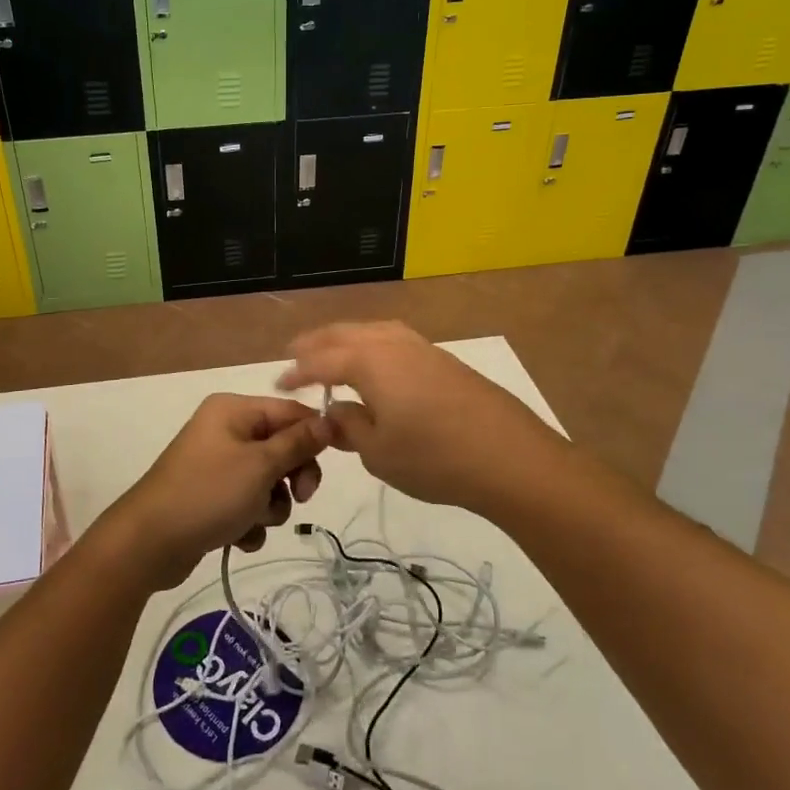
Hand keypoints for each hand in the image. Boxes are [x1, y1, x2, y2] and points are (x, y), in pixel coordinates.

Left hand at [98, 393, 331, 590]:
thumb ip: (298, 443)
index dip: (314, 435)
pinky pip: (248, 504)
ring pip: (268, 481)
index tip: (332, 462)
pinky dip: (249, 521)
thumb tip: (329, 421)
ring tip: (253, 520)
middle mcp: (225, 430)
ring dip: (270, 506)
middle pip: (281, 447)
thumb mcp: (260, 466)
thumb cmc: (208, 493)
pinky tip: (236, 537)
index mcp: (233, 410)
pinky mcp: (212, 497)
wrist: (149, 543)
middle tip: (301, 497)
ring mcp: (217, 465)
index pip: (290, 411)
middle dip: (291, 477)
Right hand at [278, 321, 564, 512]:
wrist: (510, 458)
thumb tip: (335, 412)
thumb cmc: (434, 458)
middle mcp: (393, 344)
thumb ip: (349, 427)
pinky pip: (396, 339)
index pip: (321, 361)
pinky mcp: (445, 360)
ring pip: (374, 331)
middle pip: (346, 334)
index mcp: (369, 362)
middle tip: (295, 352)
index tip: (279, 383)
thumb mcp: (378, 452)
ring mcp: (423, 348)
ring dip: (347, 338)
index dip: (297, 372)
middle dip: (317, 342)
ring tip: (333, 351)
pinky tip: (377, 361)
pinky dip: (374, 344)